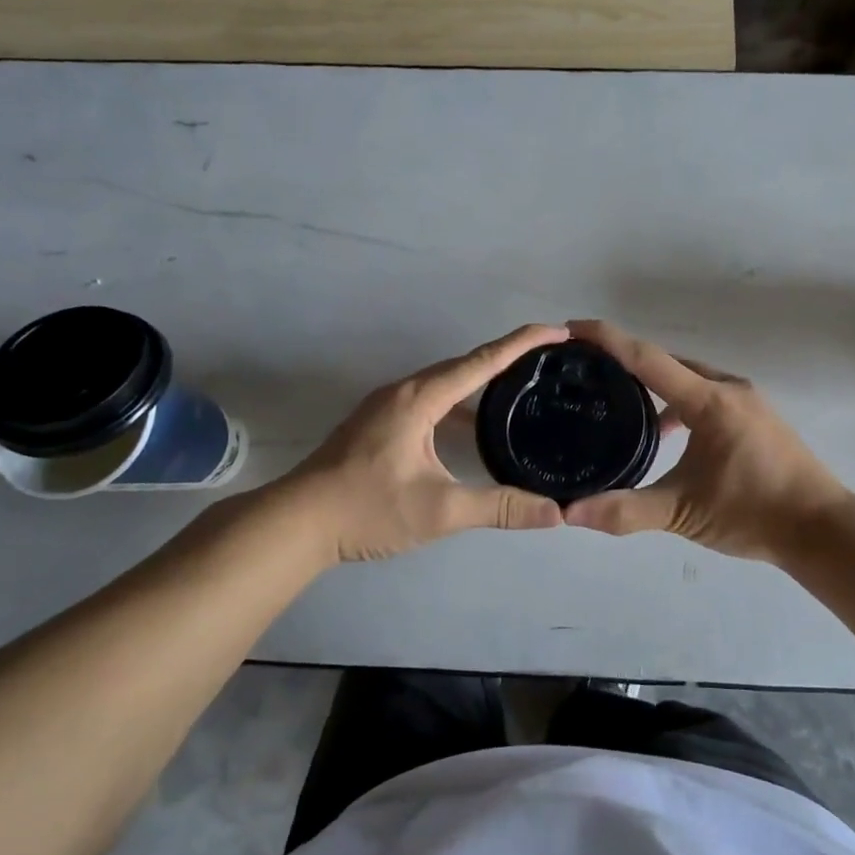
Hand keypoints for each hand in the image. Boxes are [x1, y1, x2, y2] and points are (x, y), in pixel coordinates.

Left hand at [284, 324, 568, 562]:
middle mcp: (404, 391)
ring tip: (520, 390)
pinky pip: (431, 402)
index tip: (558, 331)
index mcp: (420, 398)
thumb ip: (499, 508)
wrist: (296, 524)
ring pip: (445, 385)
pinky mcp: (379, 425)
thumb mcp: (440, 511)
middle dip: (507, 358)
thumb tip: (555, 514)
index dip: (523, 343)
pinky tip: (473, 430)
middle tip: (547, 360)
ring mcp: (387, 407)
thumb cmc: (367, 509)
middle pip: (464, 365)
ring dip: (481, 383)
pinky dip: (459, 406)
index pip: (482, 361)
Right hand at [562, 320, 854, 563]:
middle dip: (626, 360)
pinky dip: (679, 402)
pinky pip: (706, 394)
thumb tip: (570, 512)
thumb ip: (625, 511)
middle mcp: (729, 388)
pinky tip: (665, 433)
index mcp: (710, 400)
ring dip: (655, 384)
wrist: (822, 529)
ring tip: (619, 401)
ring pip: (689, 379)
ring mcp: (747, 401)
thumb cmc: (754, 514)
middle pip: (667, 362)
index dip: (608, 339)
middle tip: (587, 368)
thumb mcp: (684, 514)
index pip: (647, 358)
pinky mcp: (756, 417)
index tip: (572, 328)